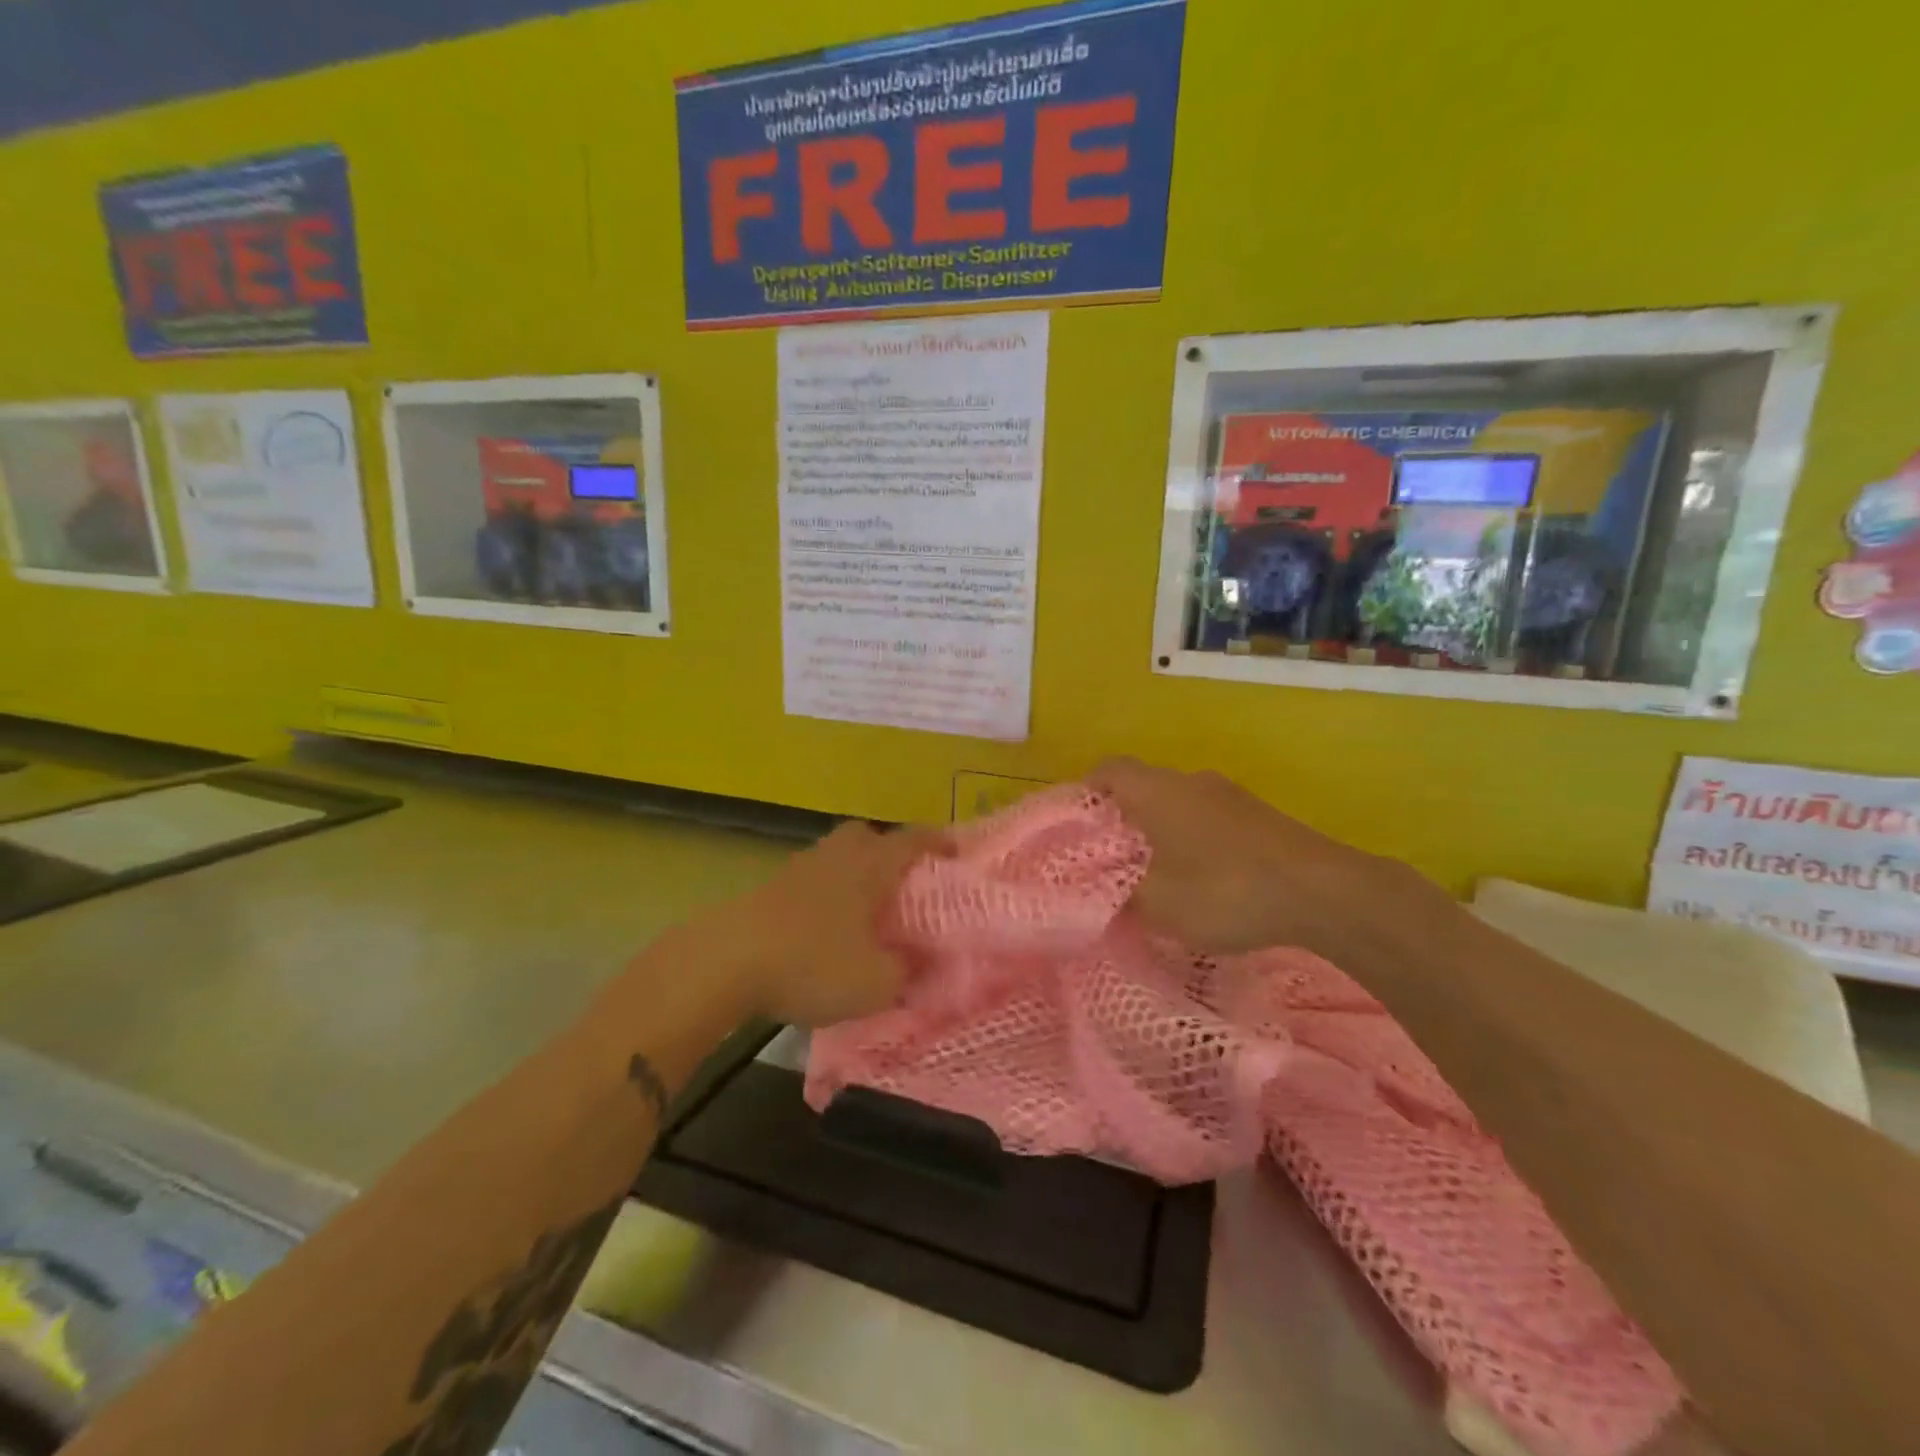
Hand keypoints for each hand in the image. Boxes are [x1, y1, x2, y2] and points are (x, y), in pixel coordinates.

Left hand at [714, 821, 946, 1027]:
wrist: (725, 962)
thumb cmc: (812, 963)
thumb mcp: (876, 982)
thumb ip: (908, 972)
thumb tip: (925, 965)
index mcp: (870, 866)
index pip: (912, 841)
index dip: (937, 843)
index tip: (955, 851)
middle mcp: (836, 857)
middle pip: (866, 835)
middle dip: (886, 850)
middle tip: (901, 882)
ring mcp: (798, 870)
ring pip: (834, 857)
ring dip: (852, 874)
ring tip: (864, 911)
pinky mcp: (768, 891)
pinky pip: (809, 882)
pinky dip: (823, 897)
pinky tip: (824, 930)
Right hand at [1087, 757, 1444, 958]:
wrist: (1323, 891)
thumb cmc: (1225, 890)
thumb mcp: (1158, 906)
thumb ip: (1121, 897)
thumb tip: (1106, 895)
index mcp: (1156, 790)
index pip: (1107, 770)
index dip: (1086, 792)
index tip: (1077, 828)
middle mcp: (1189, 781)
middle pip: (1141, 787)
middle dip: (1122, 821)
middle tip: (1112, 862)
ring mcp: (1229, 795)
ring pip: (1177, 805)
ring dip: (1161, 833)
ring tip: (1157, 878)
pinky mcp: (1259, 816)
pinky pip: (1208, 820)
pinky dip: (1194, 842)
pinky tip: (1204, 883)